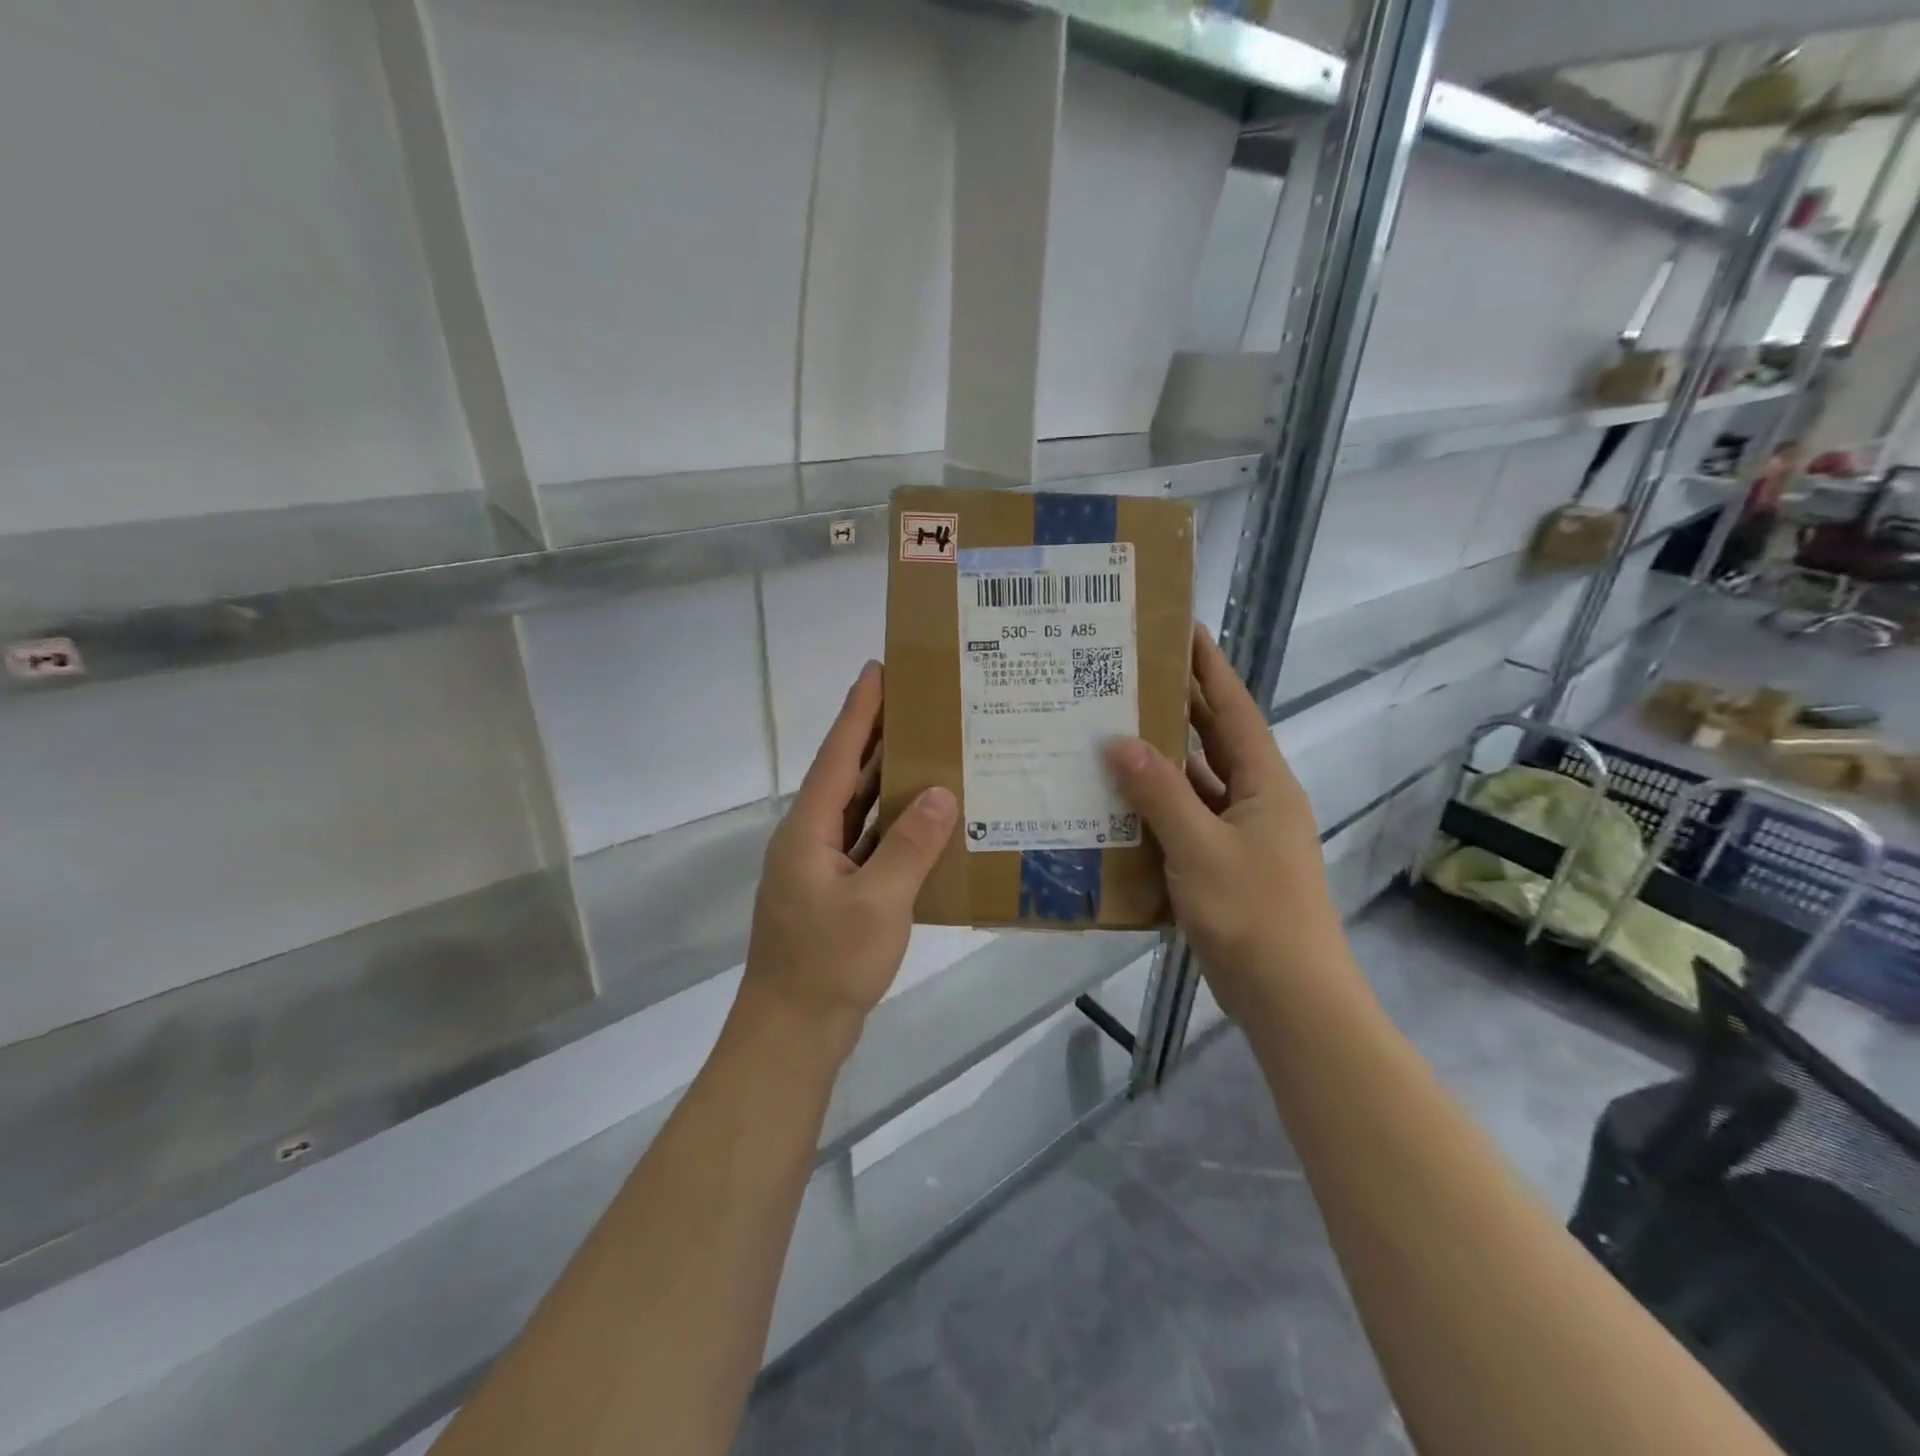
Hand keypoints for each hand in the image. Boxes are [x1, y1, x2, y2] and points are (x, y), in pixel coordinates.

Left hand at [741, 661, 957, 1053]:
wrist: (793, 1031)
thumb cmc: (829, 962)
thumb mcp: (879, 902)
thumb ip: (911, 845)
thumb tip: (944, 793)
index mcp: (809, 829)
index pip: (838, 756)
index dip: (859, 712)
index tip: (877, 670)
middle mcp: (810, 838)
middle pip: (846, 775)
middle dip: (875, 735)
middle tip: (913, 698)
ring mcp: (821, 867)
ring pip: (858, 809)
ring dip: (886, 778)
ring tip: (924, 745)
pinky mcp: (836, 892)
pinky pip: (867, 843)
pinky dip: (893, 824)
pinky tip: (924, 818)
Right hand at [1103, 626, 1340, 1021]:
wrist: (1289, 997)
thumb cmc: (1253, 913)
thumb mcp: (1200, 848)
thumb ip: (1159, 793)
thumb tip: (1119, 741)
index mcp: (1264, 783)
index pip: (1233, 709)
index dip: (1209, 667)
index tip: (1181, 629)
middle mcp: (1256, 800)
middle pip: (1213, 741)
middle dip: (1177, 709)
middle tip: (1127, 679)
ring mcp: (1240, 835)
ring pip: (1195, 784)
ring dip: (1159, 763)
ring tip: (1108, 735)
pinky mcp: (1223, 866)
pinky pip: (1185, 823)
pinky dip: (1156, 811)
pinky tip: (1117, 805)